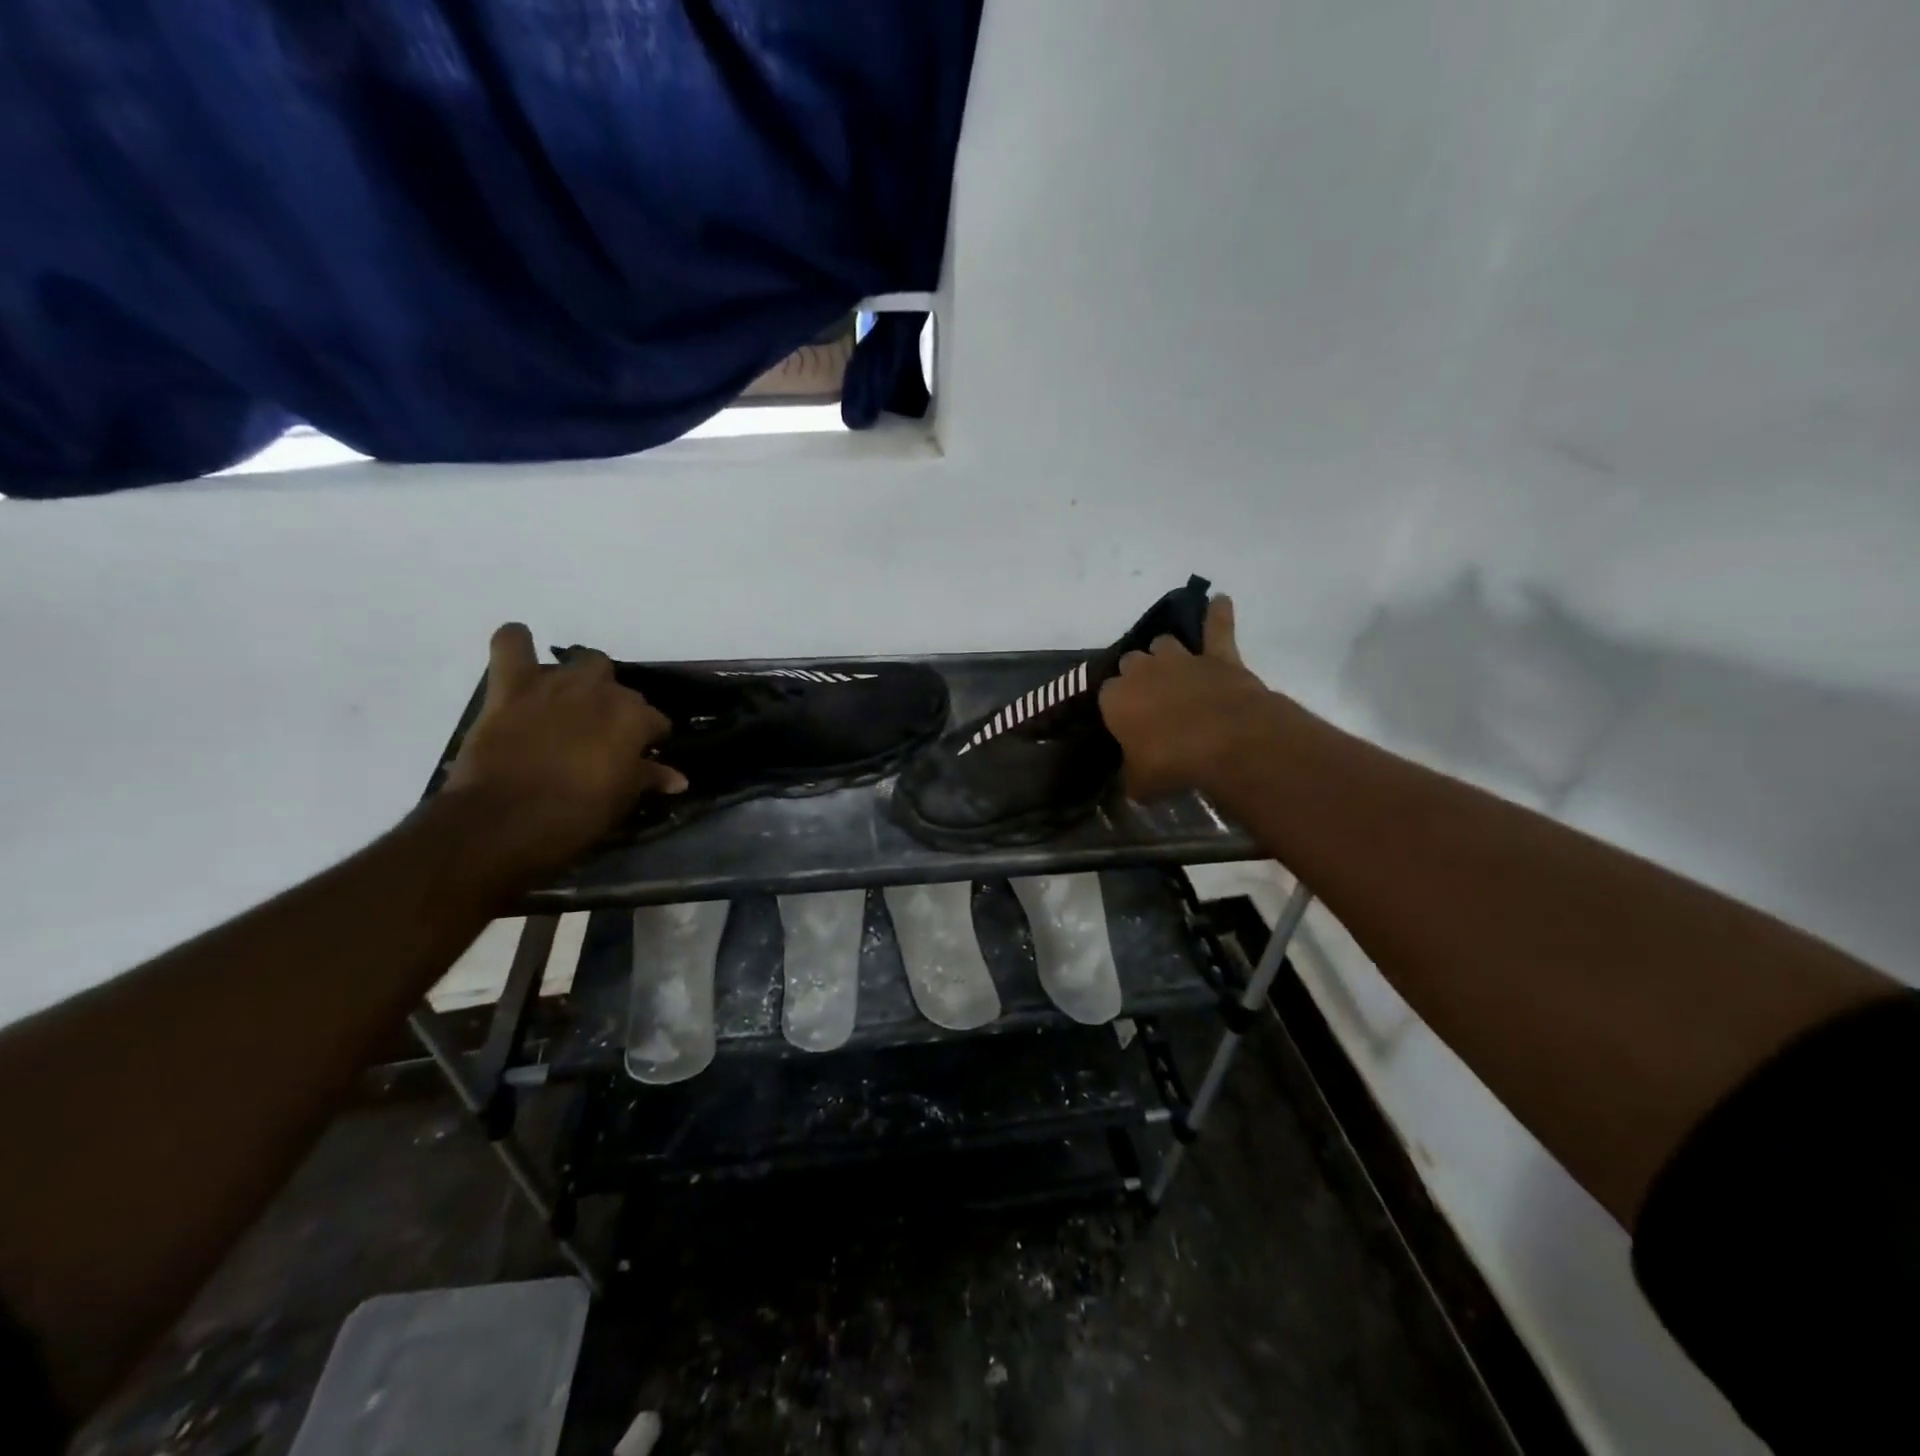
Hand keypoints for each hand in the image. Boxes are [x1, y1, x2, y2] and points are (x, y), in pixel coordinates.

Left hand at [444, 623, 684, 877]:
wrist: (505, 820)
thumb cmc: (576, 814)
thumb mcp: (622, 799)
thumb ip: (649, 778)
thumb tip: (678, 778)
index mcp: (634, 718)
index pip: (655, 721)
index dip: (649, 739)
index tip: (640, 756)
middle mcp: (601, 691)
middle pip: (620, 687)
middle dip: (616, 705)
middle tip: (601, 733)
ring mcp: (556, 684)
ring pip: (583, 662)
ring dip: (582, 678)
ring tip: (571, 702)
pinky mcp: (511, 686)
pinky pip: (511, 644)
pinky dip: (516, 642)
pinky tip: (521, 649)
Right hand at [1099, 596, 1280, 800]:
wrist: (1225, 741)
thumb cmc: (1171, 763)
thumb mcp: (1141, 782)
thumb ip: (1134, 777)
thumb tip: (1134, 785)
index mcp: (1116, 699)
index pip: (1106, 695)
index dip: (1116, 707)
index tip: (1125, 722)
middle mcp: (1142, 671)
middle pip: (1131, 662)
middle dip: (1138, 676)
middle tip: (1149, 698)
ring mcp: (1180, 659)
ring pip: (1164, 643)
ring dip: (1166, 653)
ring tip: (1172, 667)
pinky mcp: (1217, 656)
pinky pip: (1217, 627)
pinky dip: (1218, 615)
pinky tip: (1220, 601)